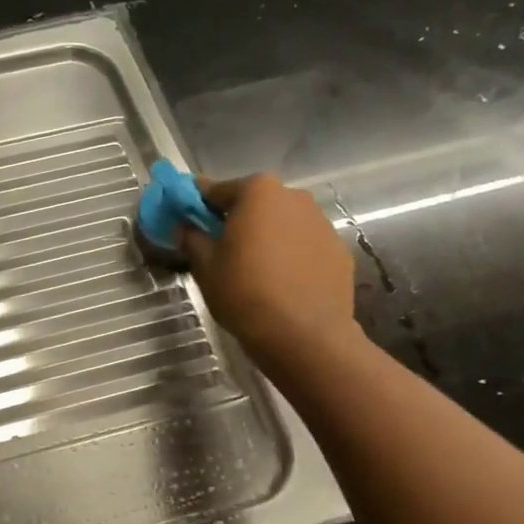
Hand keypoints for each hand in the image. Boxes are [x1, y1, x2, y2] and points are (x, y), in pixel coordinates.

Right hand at [182, 174, 359, 370]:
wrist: (303, 333)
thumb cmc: (244, 291)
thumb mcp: (205, 266)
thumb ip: (192, 238)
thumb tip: (186, 227)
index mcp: (257, 192)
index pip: (217, 190)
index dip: (198, 206)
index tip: (188, 221)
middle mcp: (293, 196)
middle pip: (255, 203)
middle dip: (237, 220)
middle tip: (221, 249)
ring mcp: (321, 222)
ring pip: (282, 223)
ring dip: (266, 237)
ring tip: (254, 269)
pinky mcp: (338, 249)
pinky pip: (303, 246)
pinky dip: (290, 255)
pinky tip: (280, 283)